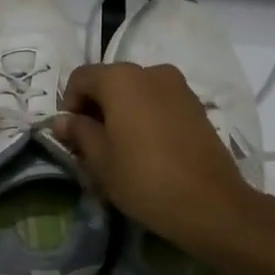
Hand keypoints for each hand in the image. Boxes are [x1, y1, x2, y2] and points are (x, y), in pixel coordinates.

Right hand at [54, 62, 267, 257]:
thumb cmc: (144, 178)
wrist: (211, 203)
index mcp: (120, 78)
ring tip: (122, 147)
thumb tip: (63, 120)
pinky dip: (146, 115)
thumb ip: (78, 132)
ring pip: (136, 91)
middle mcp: (150, 71)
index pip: (80, 78)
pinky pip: (158, 101)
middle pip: (110, 81)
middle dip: (96, 107)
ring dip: (122, 111)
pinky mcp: (196, 104)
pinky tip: (148, 147)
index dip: (69, 104)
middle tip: (93, 144)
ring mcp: (178, 85)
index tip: (72, 136)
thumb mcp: (100, 159)